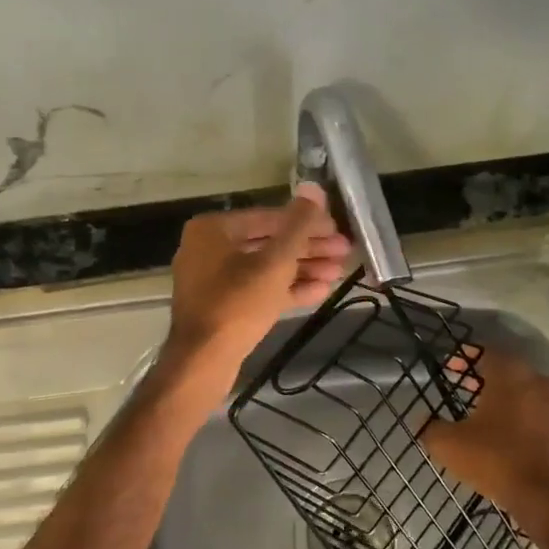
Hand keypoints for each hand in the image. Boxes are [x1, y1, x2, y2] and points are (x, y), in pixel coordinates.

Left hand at [162, 182, 349, 384]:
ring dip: (303, 268)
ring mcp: (214, 280)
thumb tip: (314, 188)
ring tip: (339, 272)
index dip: (307, 222)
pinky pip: (258, 290)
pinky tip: (322, 291)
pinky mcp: (223, 306)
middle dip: (308, 248)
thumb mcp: (275, 262)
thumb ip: (297, 225)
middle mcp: (208, 249)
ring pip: (265, 268)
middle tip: (345, 252)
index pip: (268, 217)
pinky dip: (286, 289)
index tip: (338, 229)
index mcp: (213, 229)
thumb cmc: (237, 304)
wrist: (203, 361)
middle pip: (268, 242)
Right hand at [422, 346, 548, 516]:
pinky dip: (516, 413)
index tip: (448, 367)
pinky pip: (532, 410)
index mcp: (509, 374)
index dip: (464, 357)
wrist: (543, 495)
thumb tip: (424, 422)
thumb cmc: (493, 458)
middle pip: (506, 368)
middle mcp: (535, 381)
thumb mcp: (447, 443)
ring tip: (477, 408)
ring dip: (501, 394)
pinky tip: (499, 430)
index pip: (486, 351)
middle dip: (482, 375)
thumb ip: (431, 427)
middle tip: (460, 385)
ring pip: (522, 389)